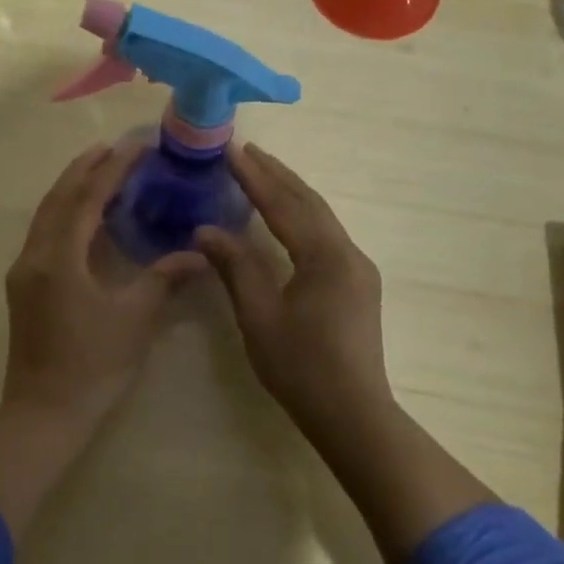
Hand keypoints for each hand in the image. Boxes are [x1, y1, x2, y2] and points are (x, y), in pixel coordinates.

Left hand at [2, 143, 203, 424]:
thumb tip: (199, 253)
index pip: (87, 199)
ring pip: (46, 214)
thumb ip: (164, 278)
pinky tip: (83, 216)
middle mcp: (34, 255)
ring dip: (71, 188)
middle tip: (113, 147)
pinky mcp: (23, 286)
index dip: (113, 169)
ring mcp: (24, 271)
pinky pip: (43, 233)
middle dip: (84, 168)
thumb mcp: (135, 319)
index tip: (136, 146)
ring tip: (98, 169)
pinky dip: (63, 213)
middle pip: (58, 197)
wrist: (44, 413)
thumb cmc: (93, 366)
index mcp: (59, 258)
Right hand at [196, 144, 392, 439]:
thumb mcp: (259, 316)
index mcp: (324, 256)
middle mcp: (347, 252)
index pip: (284, 205)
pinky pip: (327, 235)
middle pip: (308, 202)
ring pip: (321, 217)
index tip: (232, 150)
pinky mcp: (357, 284)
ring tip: (263, 172)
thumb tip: (206, 230)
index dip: (255, 177)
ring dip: (291, 192)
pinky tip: (287, 216)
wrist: (354, 414)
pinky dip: (302, 215)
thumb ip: (235, 267)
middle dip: (276, 174)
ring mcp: (357, 268)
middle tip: (247, 149)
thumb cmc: (301, 367)